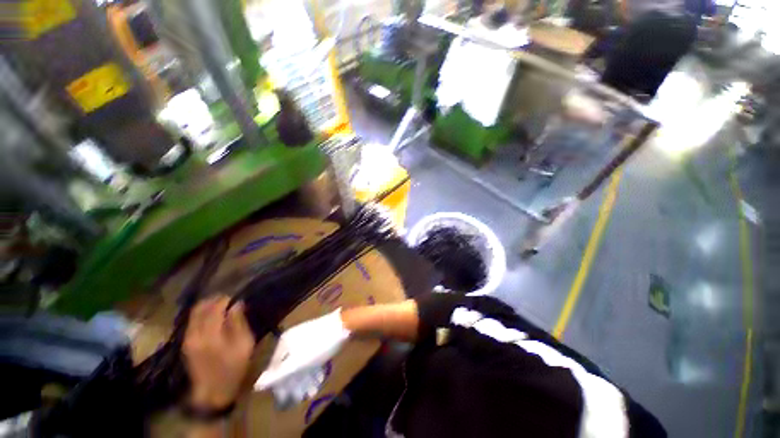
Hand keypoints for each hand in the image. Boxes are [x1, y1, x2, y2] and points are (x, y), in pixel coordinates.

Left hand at [183, 296, 254, 408]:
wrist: (213, 391)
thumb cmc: (233, 367)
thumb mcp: (244, 345)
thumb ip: (239, 323)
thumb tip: (237, 304)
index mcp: (211, 335)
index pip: (214, 308)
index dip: (225, 299)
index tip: (235, 297)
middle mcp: (195, 335)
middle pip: (200, 308)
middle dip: (214, 300)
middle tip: (228, 300)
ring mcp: (188, 339)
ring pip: (194, 314)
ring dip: (207, 306)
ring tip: (221, 306)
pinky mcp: (186, 343)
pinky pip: (192, 321)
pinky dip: (202, 314)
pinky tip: (212, 317)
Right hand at [254, 309, 349, 393]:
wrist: (344, 325)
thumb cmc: (320, 344)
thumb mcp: (298, 362)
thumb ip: (278, 374)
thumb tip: (256, 386)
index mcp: (285, 342)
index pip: (275, 367)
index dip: (279, 384)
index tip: (285, 398)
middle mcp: (293, 338)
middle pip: (289, 364)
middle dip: (295, 382)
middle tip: (301, 396)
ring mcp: (306, 337)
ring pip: (301, 361)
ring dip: (305, 377)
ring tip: (312, 389)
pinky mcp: (318, 338)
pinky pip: (311, 356)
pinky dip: (313, 367)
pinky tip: (319, 377)